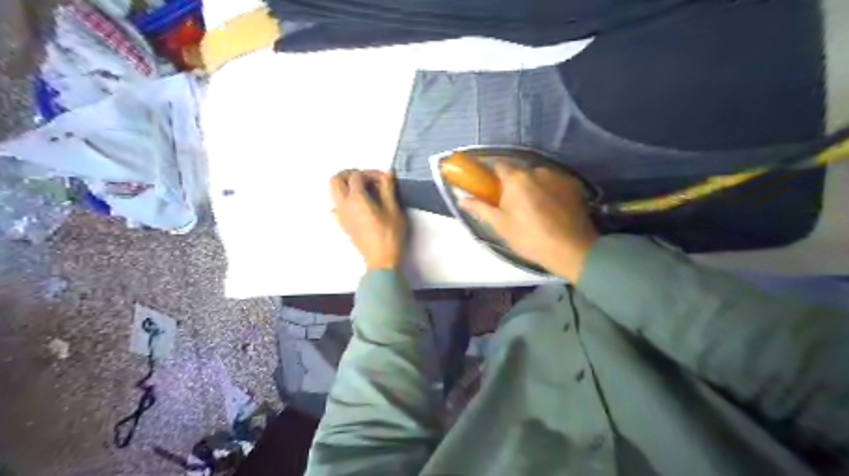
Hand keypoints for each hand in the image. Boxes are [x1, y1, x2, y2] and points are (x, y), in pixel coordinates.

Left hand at [328, 169, 407, 268]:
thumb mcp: (394, 209)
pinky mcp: (342, 225)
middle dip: (350, 174)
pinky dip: (344, 201)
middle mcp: (343, 205)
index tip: (383, 179)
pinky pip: (336, 207)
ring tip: (365, 191)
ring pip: (334, 192)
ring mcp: (340, 216)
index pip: (356, 176)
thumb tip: (387, 174)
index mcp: (356, 199)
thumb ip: (388, 188)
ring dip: (346, 186)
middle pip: (336, 180)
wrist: (381, 259)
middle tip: (367, 178)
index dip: (370, 173)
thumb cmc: (390, 235)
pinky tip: (358, 206)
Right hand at [462, 164, 598, 282]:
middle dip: (512, 183)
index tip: (486, 183)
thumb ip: (480, 208)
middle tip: (510, 204)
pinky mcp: (574, 185)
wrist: (572, 250)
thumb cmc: (529, 238)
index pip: (497, 165)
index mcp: (516, 179)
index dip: (489, 172)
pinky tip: (551, 209)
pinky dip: (549, 191)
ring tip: (534, 209)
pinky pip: (554, 183)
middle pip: (519, 172)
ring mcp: (558, 176)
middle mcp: (537, 170)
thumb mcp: (500, 226)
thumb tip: (461, 199)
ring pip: (538, 177)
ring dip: (532, 187)